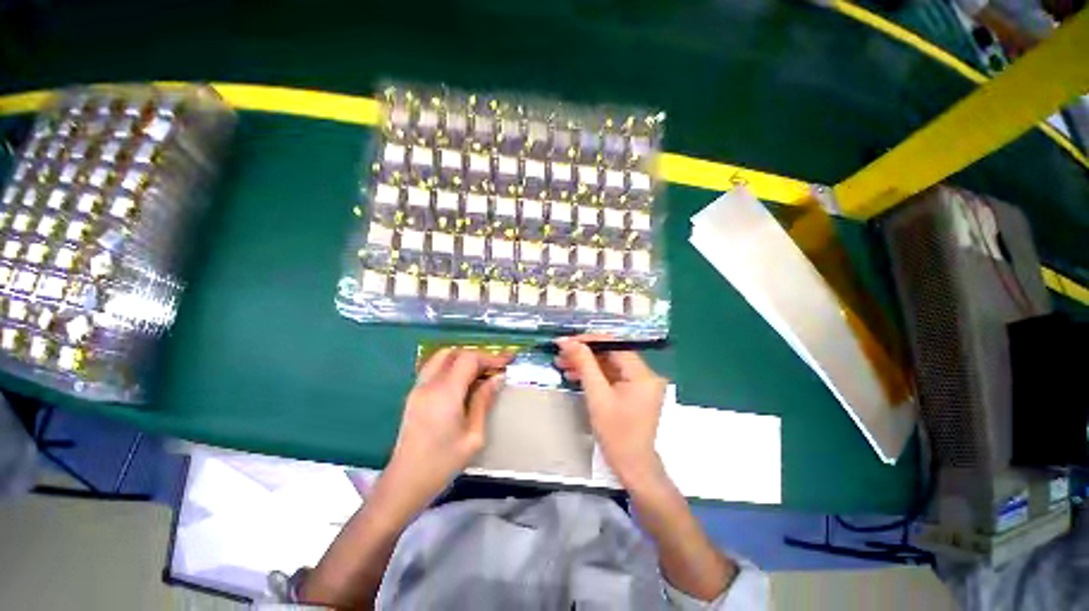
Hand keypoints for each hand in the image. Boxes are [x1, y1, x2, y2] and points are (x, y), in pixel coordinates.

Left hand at [384, 348, 511, 505]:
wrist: (405, 482)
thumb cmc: (442, 463)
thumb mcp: (473, 436)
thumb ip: (484, 401)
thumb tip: (497, 378)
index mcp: (445, 394)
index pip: (469, 359)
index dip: (490, 357)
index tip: (507, 362)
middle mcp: (429, 384)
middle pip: (455, 353)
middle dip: (478, 356)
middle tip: (494, 368)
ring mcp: (418, 388)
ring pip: (442, 357)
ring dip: (463, 358)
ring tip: (481, 373)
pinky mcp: (414, 394)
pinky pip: (435, 368)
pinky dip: (452, 366)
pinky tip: (464, 382)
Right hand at [554, 336, 667, 484]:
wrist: (632, 467)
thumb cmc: (616, 434)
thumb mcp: (597, 396)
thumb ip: (584, 364)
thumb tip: (568, 341)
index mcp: (642, 373)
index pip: (613, 345)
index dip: (587, 340)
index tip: (565, 342)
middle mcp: (645, 373)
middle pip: (611, 354)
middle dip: (584, 354)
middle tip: (560, 355)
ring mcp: (640, 383)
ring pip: (609, 364)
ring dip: (586, 364)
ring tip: (562, 365)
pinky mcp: (633, 391)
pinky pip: (611, 376)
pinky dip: (594, 375)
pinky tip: (575, 375)